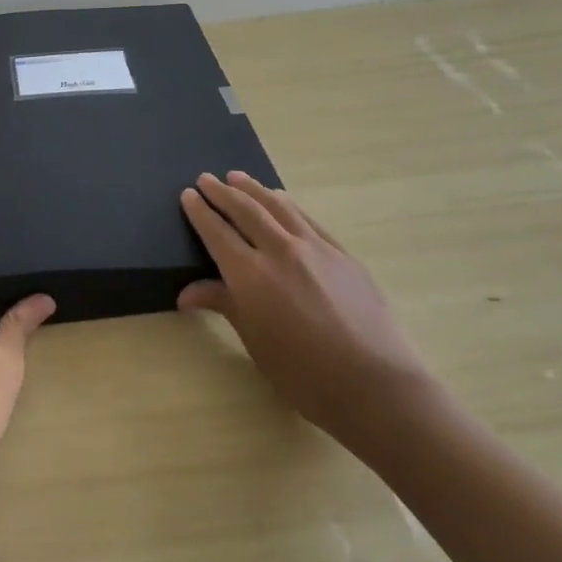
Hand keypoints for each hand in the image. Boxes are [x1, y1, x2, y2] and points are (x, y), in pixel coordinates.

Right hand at [179, 171, 438, 454]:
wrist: (375, 384)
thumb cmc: (304, 373)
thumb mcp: (255, 341)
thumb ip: (223, 304)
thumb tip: (186, 293)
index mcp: (251, 275)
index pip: (217, 232)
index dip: (200, 212)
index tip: (188, 195)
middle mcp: (280, 251)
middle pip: (245, 210)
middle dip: (222, 192)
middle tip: (206, 178)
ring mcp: (315, 248)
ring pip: (278, 206)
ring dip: (254, 189)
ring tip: (238, 177)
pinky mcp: (342, 254)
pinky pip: (306, 219)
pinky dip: (287, 205)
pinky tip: (281, 200)